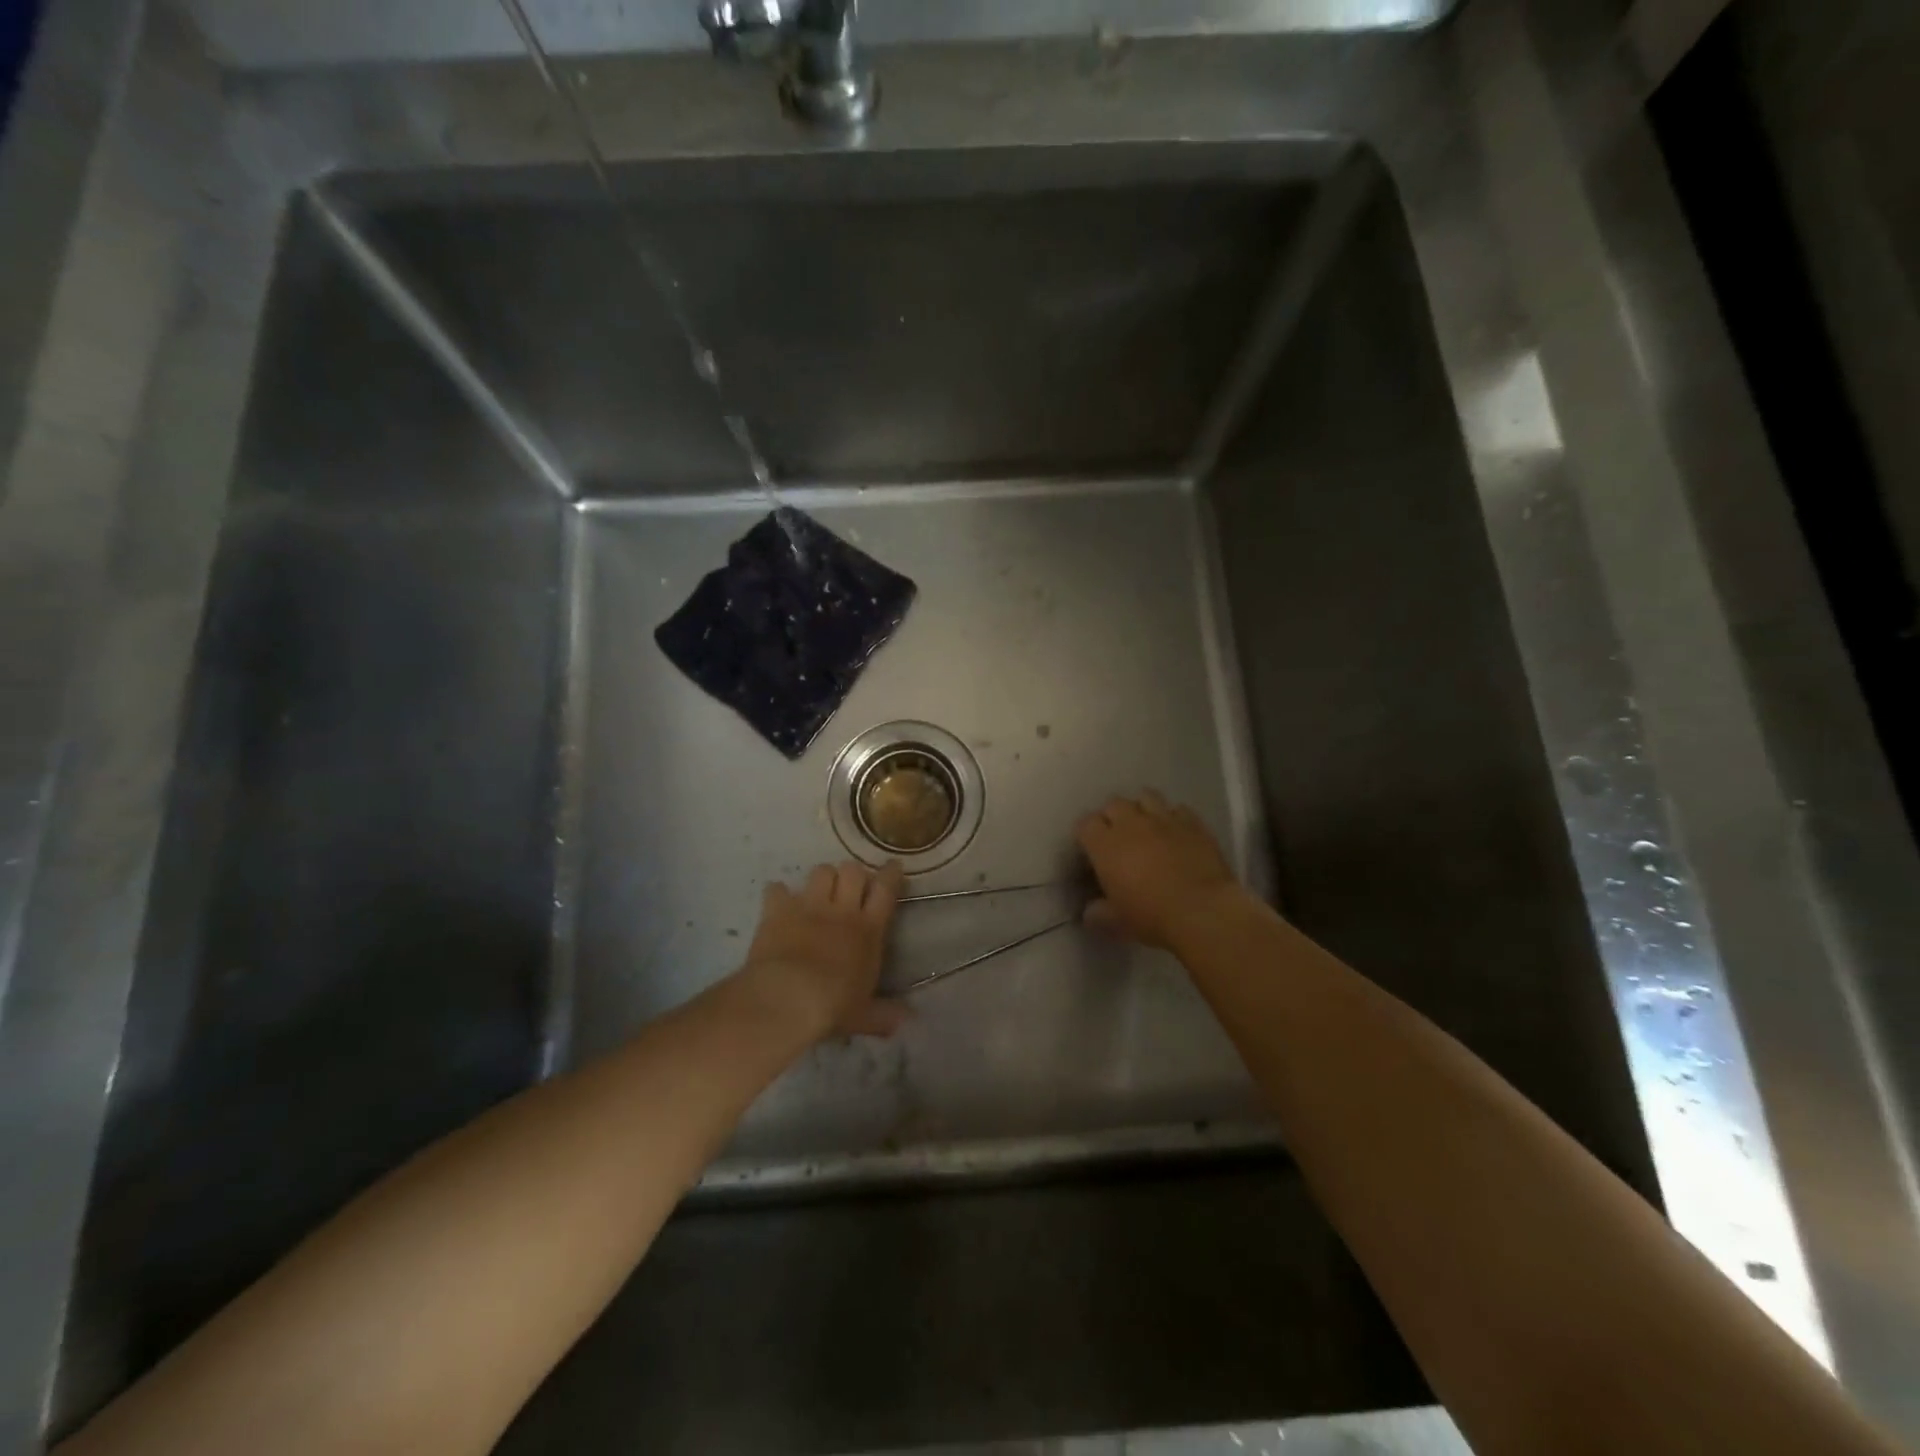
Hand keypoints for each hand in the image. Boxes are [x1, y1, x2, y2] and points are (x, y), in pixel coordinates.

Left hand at [739, 860, 907, 1040]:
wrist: (787, 999)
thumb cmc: (832, 1007)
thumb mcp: (863, 1015)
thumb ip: (885, 1015)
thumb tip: (908, 1020)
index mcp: (868, 930)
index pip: (886, 890)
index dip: (891, 874)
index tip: (892, 866)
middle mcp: (841, 910)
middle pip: (853, 871)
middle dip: (853, 874)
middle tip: (850, 887)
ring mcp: (808, 906)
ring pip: (821, 871)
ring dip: (822, 879)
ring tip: (819, 892)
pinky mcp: (778, 910)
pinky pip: (777, 889)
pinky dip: (778, 894)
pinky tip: (779, 902)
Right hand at [1076, 791, 1243, 948]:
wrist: (1204, 911)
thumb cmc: (1152, 916)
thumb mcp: (1117, 923)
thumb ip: (1098, 913)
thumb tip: (1091, 912)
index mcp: (1105, 845)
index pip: (1086, 824)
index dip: (1087, 834)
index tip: (1092, 849)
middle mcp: (1131, 824)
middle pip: (1114, 804)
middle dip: (1113, 816)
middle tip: (1118, 837)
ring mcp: (1164, 819)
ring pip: (1146, 796)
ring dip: (1142, 809)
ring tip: (1147, 827)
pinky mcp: (1193, 823)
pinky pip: (1179, 809)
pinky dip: (1174, 817)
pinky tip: (1177, 833)